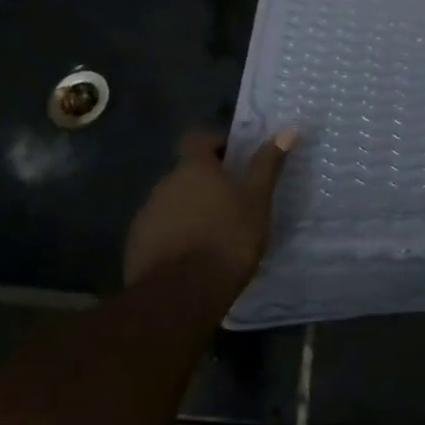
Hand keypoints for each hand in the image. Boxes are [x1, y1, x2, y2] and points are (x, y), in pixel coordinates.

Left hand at [124, 127, 296, 291]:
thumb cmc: (226, 239)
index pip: (198, 137)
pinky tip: (191, 258)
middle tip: (231, 203)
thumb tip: (289, 129)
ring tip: (212, 235)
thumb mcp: (257, 201)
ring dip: (189, 210)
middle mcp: (165, 183)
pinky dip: (174, 236)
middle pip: (186, 172)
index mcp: (193, 167)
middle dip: (205, 182)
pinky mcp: (136, 245)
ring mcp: (146, 214)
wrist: (179, 296)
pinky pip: (159, 230)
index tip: (234, 160)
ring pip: (172, 202)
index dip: (215, 143)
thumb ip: (268, 164)